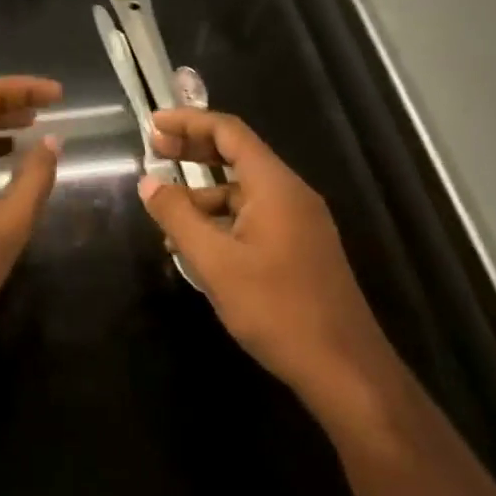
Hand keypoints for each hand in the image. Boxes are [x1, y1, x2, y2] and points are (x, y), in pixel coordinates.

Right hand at [141, 109, 399, 429]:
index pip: (229, 132)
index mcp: (275, 185)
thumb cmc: (277, 309)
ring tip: (166, 218)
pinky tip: (197, 249)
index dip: (188, 122)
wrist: (347, 373)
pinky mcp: (301, 249)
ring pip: (243, 191)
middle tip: (155, 152)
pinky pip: (254, 217)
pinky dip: (222, 221)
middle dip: (194, 150)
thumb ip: (178, 216)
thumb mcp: (215, 263)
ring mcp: (300, 222)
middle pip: (237, 155)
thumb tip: (149, 182)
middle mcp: (290, 194)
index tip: (153, 125)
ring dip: (203, 195)